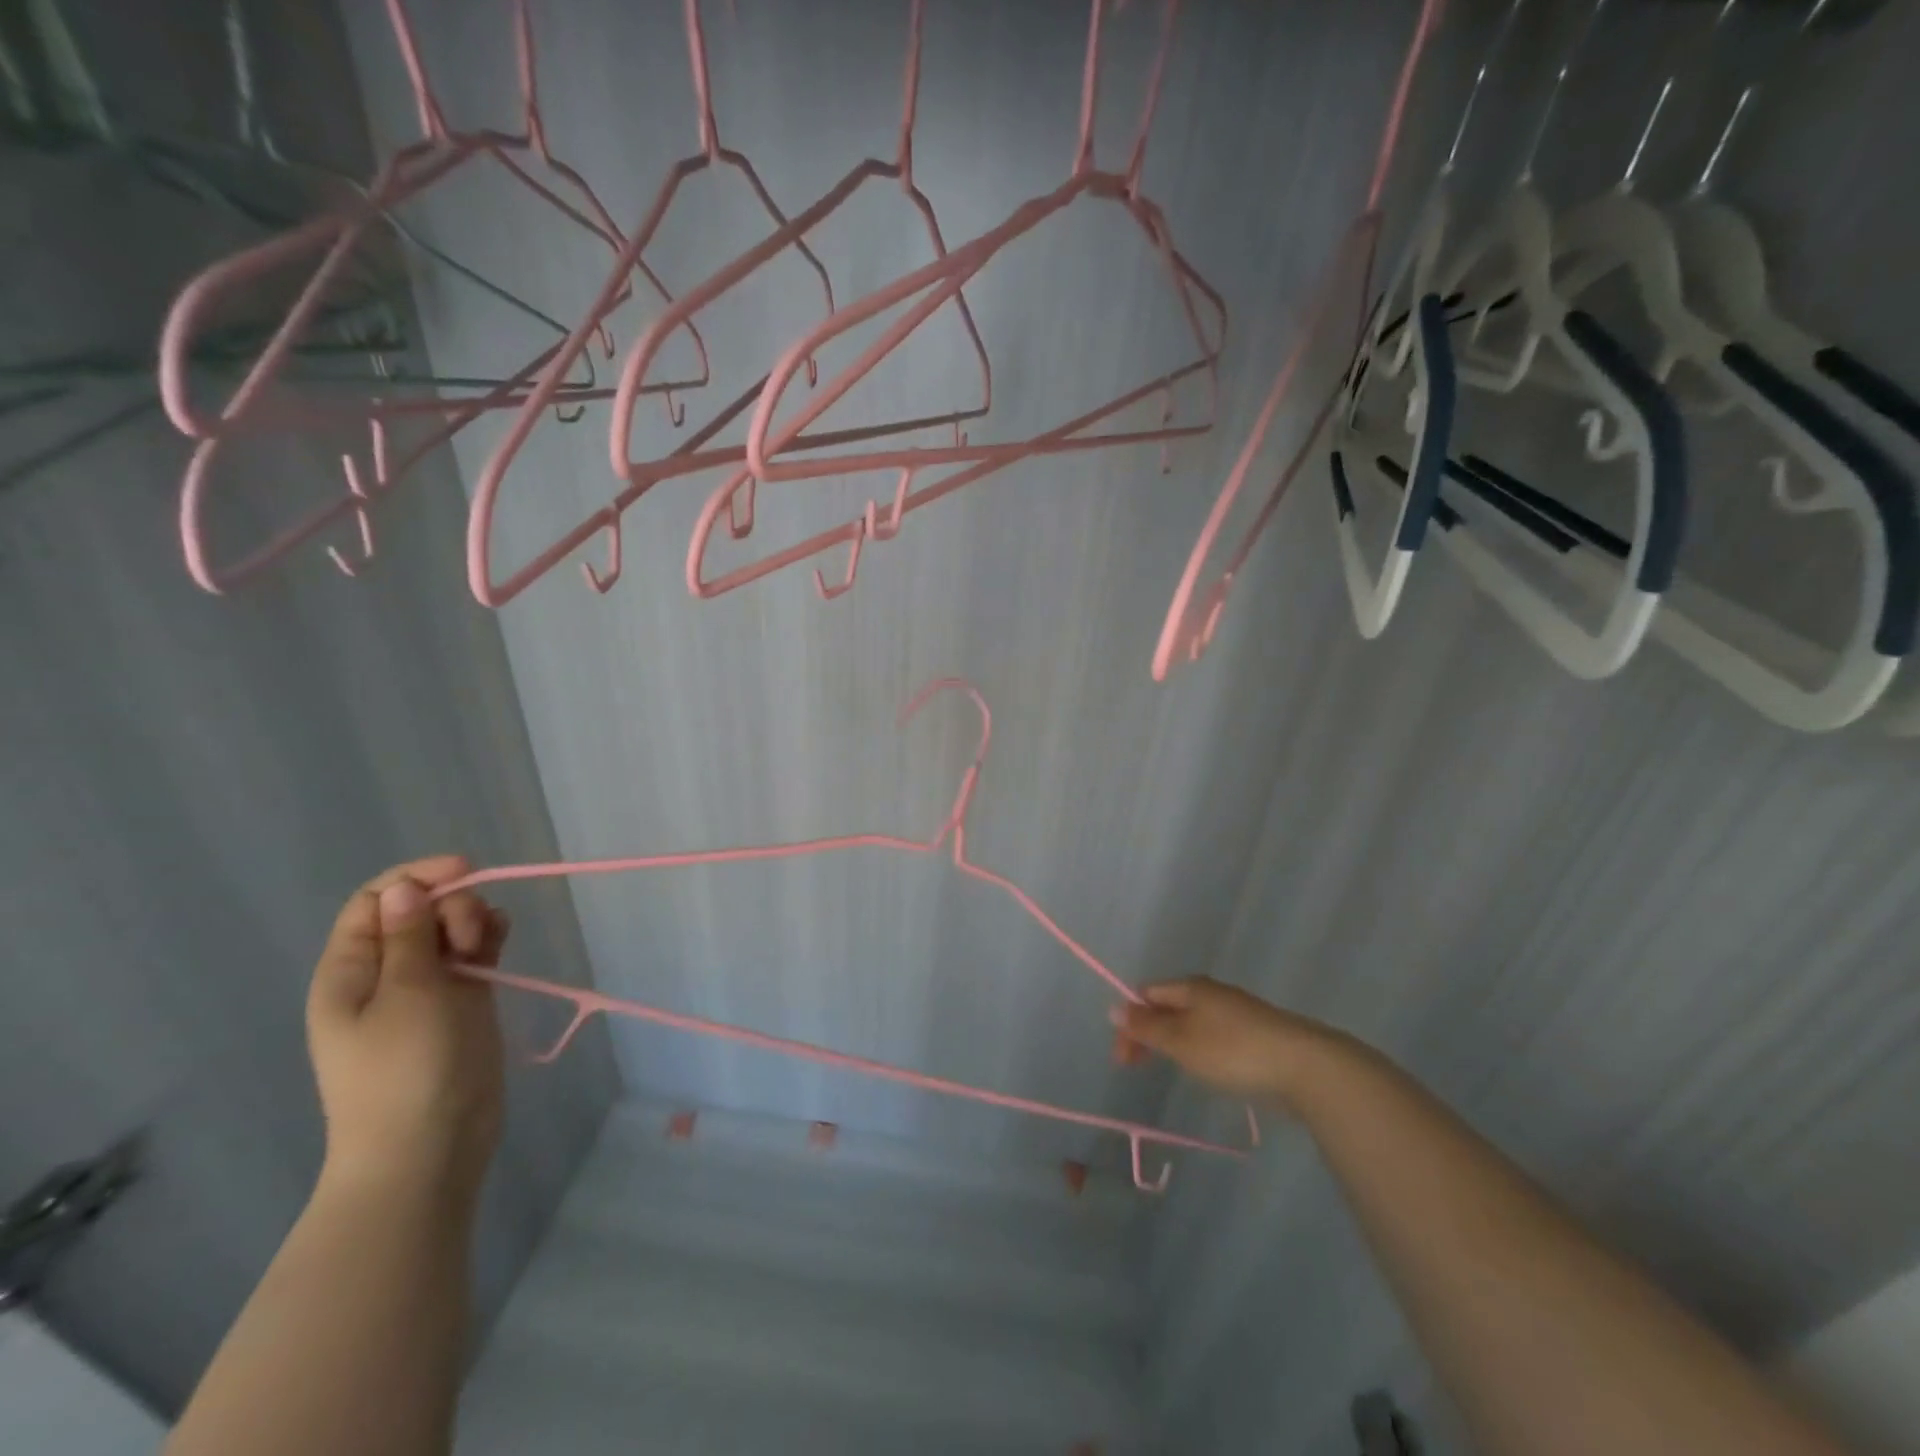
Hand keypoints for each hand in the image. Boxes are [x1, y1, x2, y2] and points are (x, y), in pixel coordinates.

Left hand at [306, 856, 508, 1201]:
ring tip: (489, 944)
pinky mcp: (462, 1003)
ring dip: (474, 921)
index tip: (465, 871)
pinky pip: (474, 955)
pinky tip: (501, 940)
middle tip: (472, 935)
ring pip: (450, 930)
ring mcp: (426, 989)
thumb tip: (404, 888)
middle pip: (419, 910)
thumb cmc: (406, 1070)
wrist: (430, 1147)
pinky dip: (488, 940)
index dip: (417, 877)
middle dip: (453, 905)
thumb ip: (409, 937)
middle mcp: (386, 973)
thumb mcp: (406, 996)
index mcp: (351, 971)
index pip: (376, 901)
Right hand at [1111, 976, 1334, 1101]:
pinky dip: (1198, 1049)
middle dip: (1148, 1033)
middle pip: (1167, 1006)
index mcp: (1191, 987)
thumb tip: (1115, 1007)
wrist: (1306, 1068)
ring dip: (1173, 1042)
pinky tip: (1207, 1069)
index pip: (1146, 994)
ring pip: (1191, 1022)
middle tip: (1137, 1066)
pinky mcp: (1256, 1035)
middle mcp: (1212, 993)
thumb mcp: (1181, 1041)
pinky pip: (1213, 1036)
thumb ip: (1147, 1027)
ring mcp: (1237, 1013)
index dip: (1129, 1021)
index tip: (1124, 1059)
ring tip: (1172, 1068)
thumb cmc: (1233, 1051)